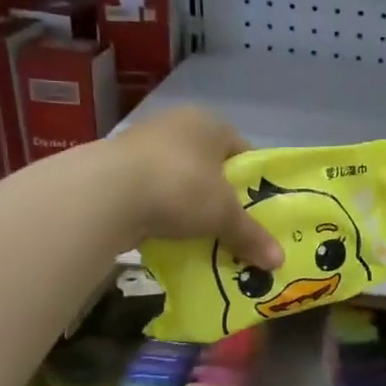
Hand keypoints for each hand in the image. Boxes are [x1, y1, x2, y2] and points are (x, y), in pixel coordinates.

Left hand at [105, 108, 281, 269]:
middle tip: (229, 226)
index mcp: (210, 123)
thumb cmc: (180, 187)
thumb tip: (279, 262)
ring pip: (178, 177)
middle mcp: (177, 124)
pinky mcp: (115, 166)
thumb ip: (251, 236)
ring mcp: (142, 143)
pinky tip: (164, 232)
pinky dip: (159, 210)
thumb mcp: (223, 216)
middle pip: (210, 165)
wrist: (106, 193)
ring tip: (197, 234)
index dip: (252, 182)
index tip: (255, 211)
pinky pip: (150, 190)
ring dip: (187, 203)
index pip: (243, 151)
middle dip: (219, 196)